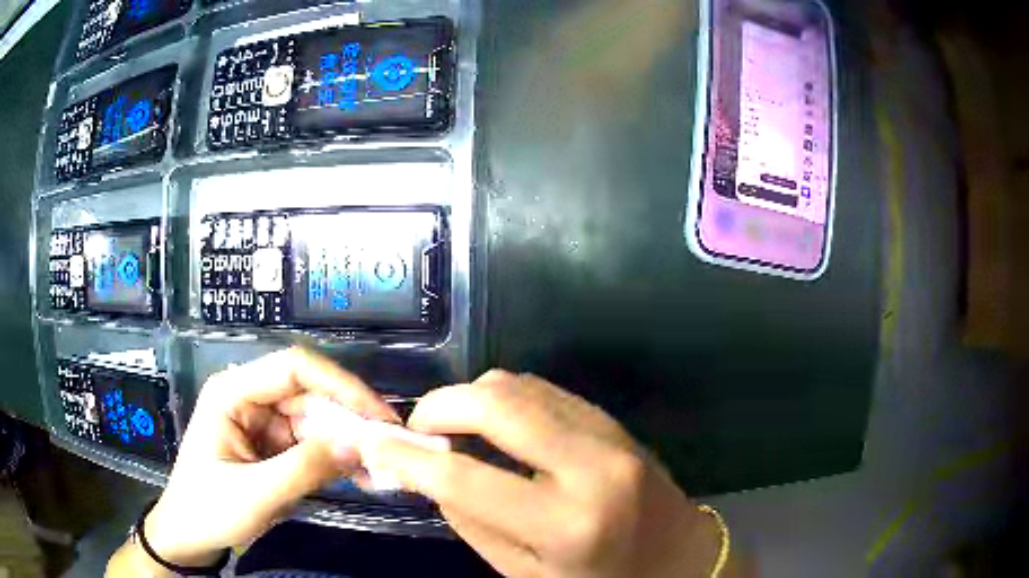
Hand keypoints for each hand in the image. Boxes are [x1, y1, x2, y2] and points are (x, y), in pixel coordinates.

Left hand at [144, 348, 398, 565]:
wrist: (189, 535)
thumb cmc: (208, 509)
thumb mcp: (255, 494)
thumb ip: (305, 469)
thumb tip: (361, 446)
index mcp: (233, 392)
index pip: (294, 368)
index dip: (340, 384)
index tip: (378, 416)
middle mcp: (250, 398)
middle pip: (310, 394)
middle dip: (350, 420)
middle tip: (389, 449)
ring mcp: (262, 422)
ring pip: (316, 420)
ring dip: (347, 443)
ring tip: (380, 469)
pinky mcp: (272, 445)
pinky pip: (312, 444)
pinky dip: (336, 459)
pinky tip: (360, 476)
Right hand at [360, 371, 728, 577]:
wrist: (677, 557)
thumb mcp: (525, 573)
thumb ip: (471, 521)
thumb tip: (426, 472)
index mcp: (565, 525)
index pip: (465, 478)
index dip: (410, 457)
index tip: (377, 443)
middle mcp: (590, 468)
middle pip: (497, 404)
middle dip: (442, 404)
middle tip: (420, 426)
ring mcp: (609, 436)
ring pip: (520, 385)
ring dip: (473, 397)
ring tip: (455, 425)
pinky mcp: (614, 421)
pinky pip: (546, 390)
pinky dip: (507, 397)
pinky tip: (496, 424)